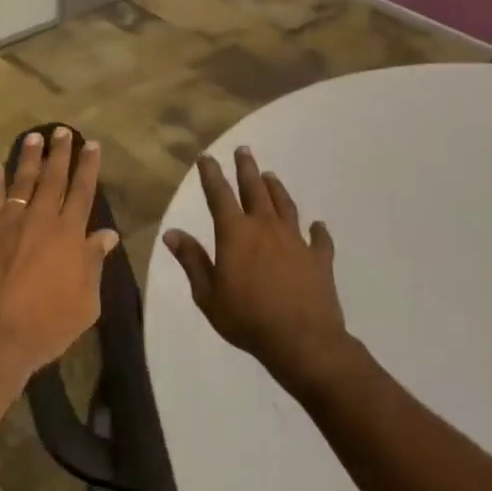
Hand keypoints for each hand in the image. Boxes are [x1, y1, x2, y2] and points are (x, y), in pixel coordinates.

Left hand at [0, 127, 120, 386]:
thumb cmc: (46, 327)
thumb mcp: (86, 303)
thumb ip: (94, 264)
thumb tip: (107, 235)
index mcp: (70, 235)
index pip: (82, 192)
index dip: (88, 167)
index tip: (91, 145)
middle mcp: (40, 220)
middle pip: (53, 178)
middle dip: (60, 152)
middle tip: (63, 131)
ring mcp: (7, 223)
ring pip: (21, 182)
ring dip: (29, 158)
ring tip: (34, 138)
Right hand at [164, 147, 364, 401]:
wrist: (302, 340)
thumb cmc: (246, 318)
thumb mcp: (207, 294)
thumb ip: (192, 260)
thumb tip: (172, 232)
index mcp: (235, 234)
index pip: (219, 195)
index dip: (211, 175)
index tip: (207, 158)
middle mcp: (266, 228)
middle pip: (255, 190)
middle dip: (247, 169)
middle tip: (243, 150)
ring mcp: (296, 241)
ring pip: (285, 206)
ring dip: (276, 189)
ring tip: (271, 176)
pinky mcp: (319, 258)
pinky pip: (319, 239)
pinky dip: (317, 230)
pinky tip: (317, 225)